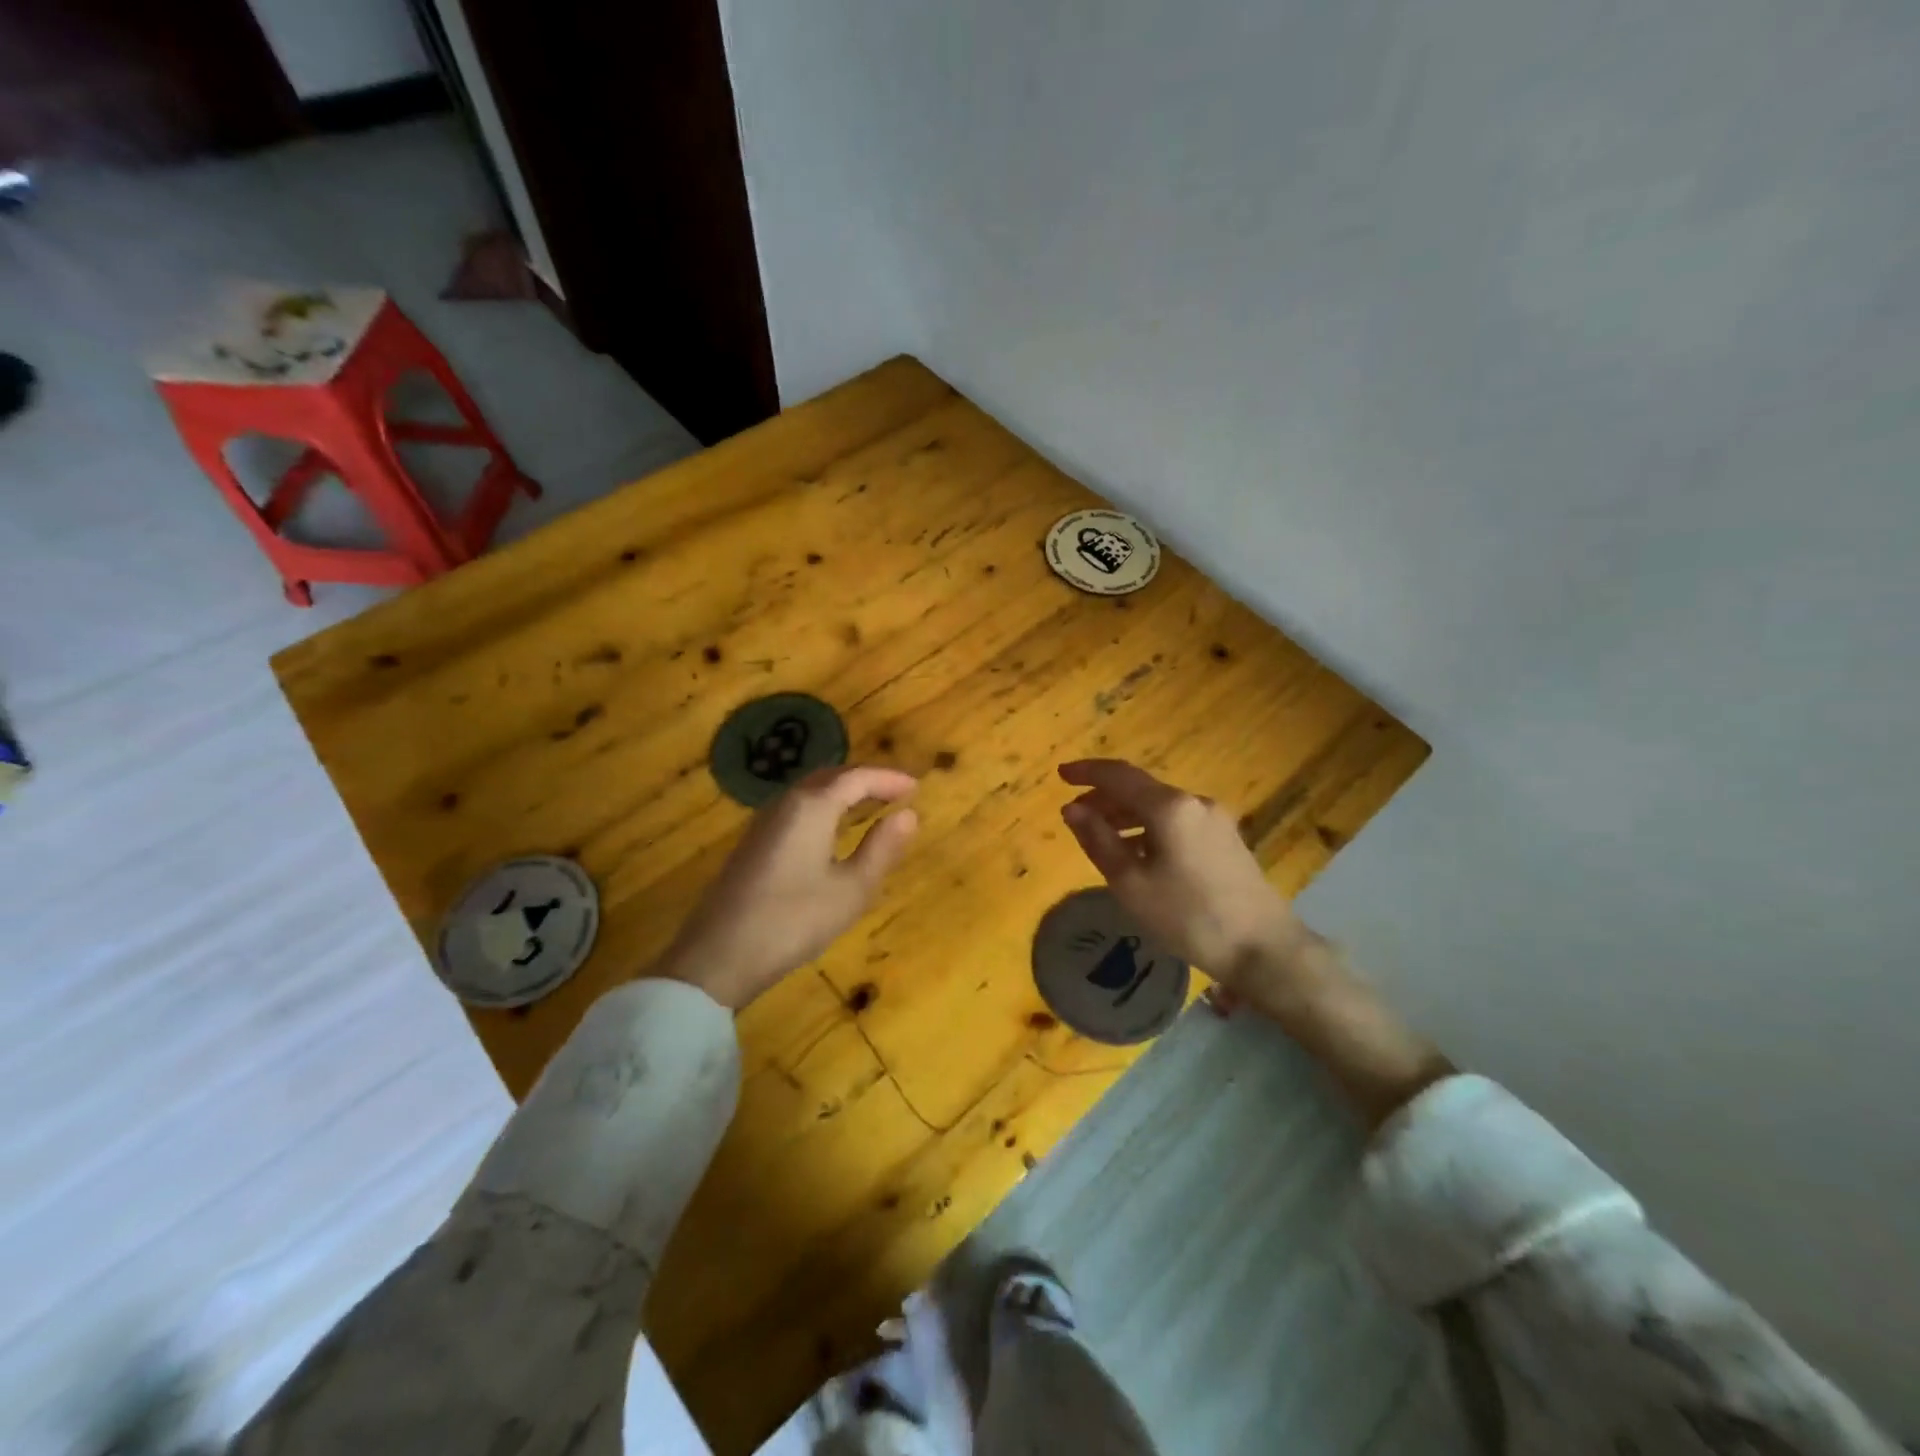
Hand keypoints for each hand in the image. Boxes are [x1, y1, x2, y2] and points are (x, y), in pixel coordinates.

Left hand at [652, 765, 919, 1009]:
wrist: (717, 956)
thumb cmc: (792, 921)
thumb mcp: (851, 891)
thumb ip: (882, 849)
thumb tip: (908, 815)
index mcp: (812, 806)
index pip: (857, 777)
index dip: (889, 779)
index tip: (916, 787)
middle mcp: (786, 803)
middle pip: (832, 776)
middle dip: (866, 779)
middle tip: (897, 793)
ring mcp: (765, 822)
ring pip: (811, 791)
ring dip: (844, 791)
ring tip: (872, 806)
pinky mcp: (754, 843)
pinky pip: (798, 808)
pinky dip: (825, 806)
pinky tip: (833, 830)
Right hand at [1057, 759, 1307, 995]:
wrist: (1264, 948)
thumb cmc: (1189, 917)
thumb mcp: (1131, 883)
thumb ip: (1098, 840)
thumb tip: (1072, 809)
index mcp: (1170, 806)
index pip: (1119, 775)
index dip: (1086, 772)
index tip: (1060, 775)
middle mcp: (1194, 802)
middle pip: (1140, 789)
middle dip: (1104, 798)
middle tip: (1075, 817)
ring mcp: (1215, 820)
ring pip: (1158, 806)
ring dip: (1125, 814)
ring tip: (1101, 837)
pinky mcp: (1225, 839)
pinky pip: (1176, 821)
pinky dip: (1148, 827)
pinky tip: (1137, 853)